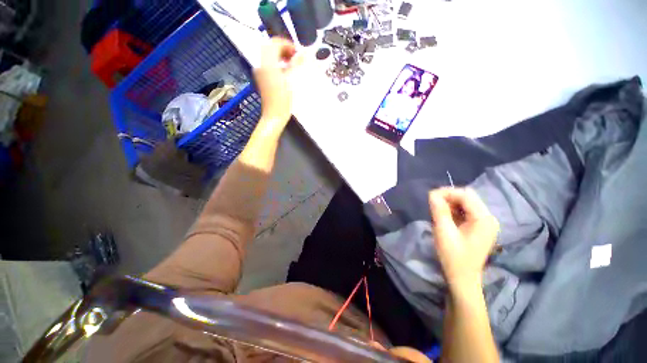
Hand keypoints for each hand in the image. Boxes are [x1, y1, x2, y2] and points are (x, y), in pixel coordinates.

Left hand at [253, 38, 302, 131]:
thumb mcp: (291, 82)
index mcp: (267, 64)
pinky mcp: (261, 78)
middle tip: (295, 57)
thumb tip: (303, 54)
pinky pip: (268, 63)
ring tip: (292, 63)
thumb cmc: (283, 101)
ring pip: (268, 55)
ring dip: (280, 55)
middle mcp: (261, 65)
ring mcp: (260, 71)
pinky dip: (277, 62)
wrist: (274, 116)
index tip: (298, 52)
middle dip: (283, 48)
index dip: (287, 44)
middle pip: (270, 47)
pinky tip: (285, 70)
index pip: (275, 43)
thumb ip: (296, 65)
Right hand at [428, 188, 498, 290]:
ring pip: (466, 203)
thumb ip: (439, 210)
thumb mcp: (444, 232)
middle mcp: (488, 218)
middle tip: (433, 204)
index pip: (466, 195)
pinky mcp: (480, 227)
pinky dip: (454, 210)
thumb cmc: (453, 257)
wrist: (463, 278)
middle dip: (449, 197)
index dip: (447, 192)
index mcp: (484, 219)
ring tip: (438, 211)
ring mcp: (486, 223)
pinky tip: (446, 217)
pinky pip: (466, 211)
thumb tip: (432, 193)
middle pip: (468, 197)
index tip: (430, 197)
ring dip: (451, 203)